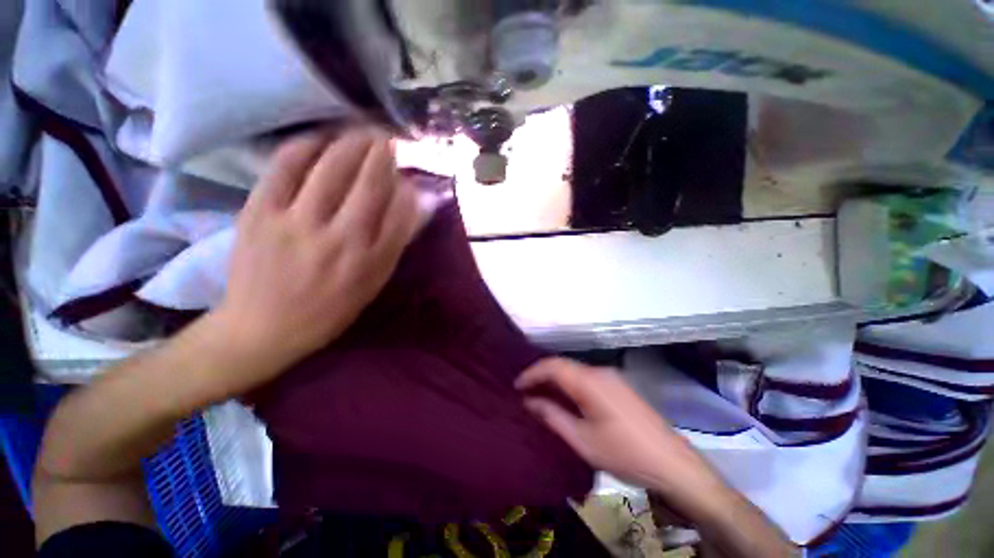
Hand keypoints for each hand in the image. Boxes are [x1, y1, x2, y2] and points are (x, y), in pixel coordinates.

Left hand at [211, 129, 420, 388]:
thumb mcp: (373, 282)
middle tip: (388, 136)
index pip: (401, 212)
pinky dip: (307, 144)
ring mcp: (295, 222)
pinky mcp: (259, 212)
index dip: (408, 184)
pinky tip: (321, 138)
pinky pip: (286, 166)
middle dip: (383, 152)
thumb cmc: (329, 309)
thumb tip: (416, 203)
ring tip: (363, 130)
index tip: (410, 169)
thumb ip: (396, 242)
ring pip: (331, 167)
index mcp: (369, 262)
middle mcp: (339, 239)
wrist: (261, 327)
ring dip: (353, 142)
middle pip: (369, 183)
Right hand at [518, 358, 796, 556]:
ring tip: (540, 394)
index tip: (516, 386)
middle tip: (525, 391)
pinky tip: (565, 397)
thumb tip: (529, 401)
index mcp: (589, 381)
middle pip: (563, 365)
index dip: (531, 373)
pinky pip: (586, 377)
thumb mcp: (582, 439)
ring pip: (574, 370)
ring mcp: (612, 377)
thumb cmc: (625, 453)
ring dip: (556, 379)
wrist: (673, 464)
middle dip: (542, 375)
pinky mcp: (619, 386)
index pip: (552, 366)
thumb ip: (552, 416)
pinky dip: (570, 383)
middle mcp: (600, 371)